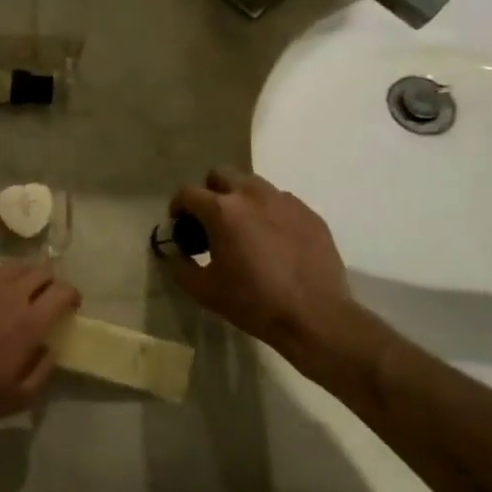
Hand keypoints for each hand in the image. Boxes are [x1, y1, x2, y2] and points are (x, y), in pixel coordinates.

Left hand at [0, 259, 77, 437]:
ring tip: (20, 289)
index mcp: (29, 323)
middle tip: (46, 296)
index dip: (72, 296)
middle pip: (41, 270)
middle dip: (50, 281)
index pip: (63, 291)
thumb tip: (50, 346)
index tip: (70, 306)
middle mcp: (9, 295)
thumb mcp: (20, 397)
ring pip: (14, 264)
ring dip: (24, 274)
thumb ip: (43, 368)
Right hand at [164, 169, 367, 378]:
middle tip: (211, 219)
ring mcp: (285, 202)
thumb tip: (175, 252)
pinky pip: (281, 202)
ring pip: (253, 184)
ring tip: (244, 227)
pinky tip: (273, 240)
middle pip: (221, 174)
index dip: (178, 206)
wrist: (316, 317)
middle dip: (209, 191)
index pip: (187, 192)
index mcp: (222, 210)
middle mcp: (252, 195)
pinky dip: (269, 212)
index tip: (180, 224)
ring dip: (240, 198)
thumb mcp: (203, 290)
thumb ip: (180, 265)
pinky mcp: (309, 214)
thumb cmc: (253, 302)